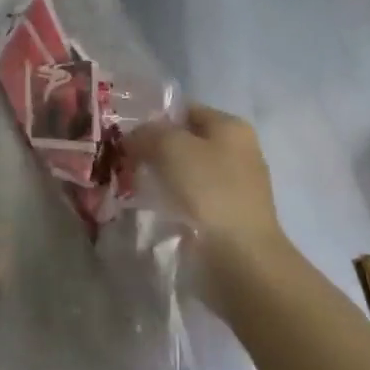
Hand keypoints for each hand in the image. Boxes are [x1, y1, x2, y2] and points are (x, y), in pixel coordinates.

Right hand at [130, 104, 287, 265]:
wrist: (242, 260)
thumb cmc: (209, 191)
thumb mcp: (170, 146)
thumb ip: (148, 133)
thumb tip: (134, 137)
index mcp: (231, 126)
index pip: (185, 110)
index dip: (154, 119)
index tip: (127, 136)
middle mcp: (240, 151)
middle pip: (187, 142)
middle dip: (157, 151)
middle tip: (128, 162)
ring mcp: (238, 187)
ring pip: (189, 173)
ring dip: (164, 179)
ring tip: (137, 188)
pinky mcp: (231, 218)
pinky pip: (195, 201)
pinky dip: (176, 203)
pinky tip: (158, 211)